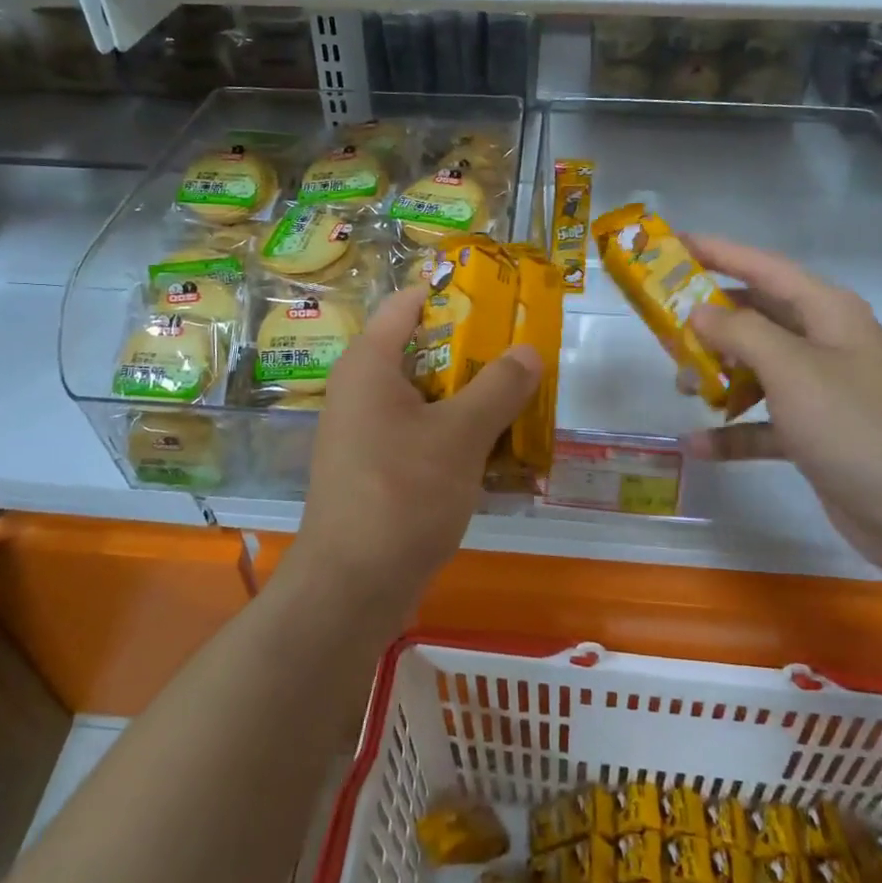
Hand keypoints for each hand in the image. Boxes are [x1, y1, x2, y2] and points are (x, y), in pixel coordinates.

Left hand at [287, 285, 541, 618]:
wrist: (352, 587)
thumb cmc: (403, 493)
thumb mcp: (461, 434)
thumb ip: (499, 387)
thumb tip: (529, 351)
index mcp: (370, 364)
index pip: (410, 303)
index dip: (455, 295)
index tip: (503, 301)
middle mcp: (362, 390)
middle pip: (424, 351)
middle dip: (476, 354)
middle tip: (524, 357)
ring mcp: (366, 432)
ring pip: (427, 398)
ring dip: (472, 399)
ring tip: (523, 402)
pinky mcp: (376, 469)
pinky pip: (422, 435)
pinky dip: (457, 436)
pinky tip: (498, 452)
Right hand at [681, 236, 881, 575]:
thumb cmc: (852, 424)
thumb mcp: (791, 368)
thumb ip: (740, 332)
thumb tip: (699, 311)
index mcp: (826, 312)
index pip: (763, 267)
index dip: (718, 252)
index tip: (672, 244)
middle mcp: (823, 341)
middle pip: (755, 316)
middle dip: (708, 321)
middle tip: (660, 324)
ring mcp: (819, 388)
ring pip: (754, 367)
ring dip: (716, 376)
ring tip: (679, 386)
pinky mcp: (813, 431)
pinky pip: (761, 420)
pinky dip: (732, 431)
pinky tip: (697, 444)